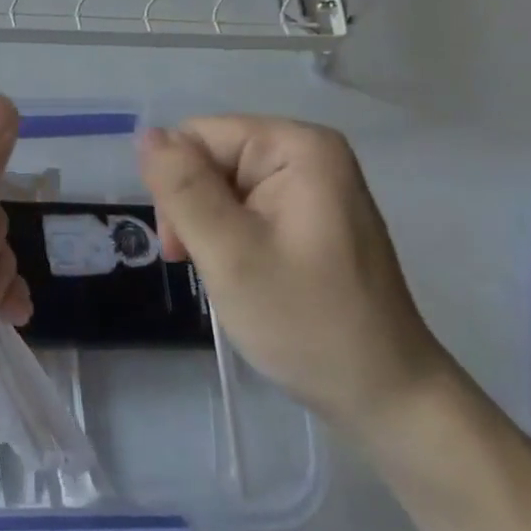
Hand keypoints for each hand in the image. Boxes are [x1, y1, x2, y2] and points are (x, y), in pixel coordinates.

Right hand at [137, 116, 453, 444]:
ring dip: (208, 229)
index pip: (198, 136)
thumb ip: (182, 188)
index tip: (183, 248)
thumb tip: (146, 134)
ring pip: (222, 185)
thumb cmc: (307, 323)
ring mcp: (312, 184)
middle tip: (202, 266)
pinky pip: (246, 206)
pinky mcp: (310, 213)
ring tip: (226, 276)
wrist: (385, 396)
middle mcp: (307, 152)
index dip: (177, 186)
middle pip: (211, 158)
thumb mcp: (230, 253)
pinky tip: (243, 273)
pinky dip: (230, 239)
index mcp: (296, 146)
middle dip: (193, 210)